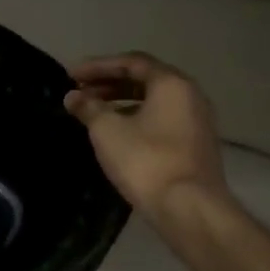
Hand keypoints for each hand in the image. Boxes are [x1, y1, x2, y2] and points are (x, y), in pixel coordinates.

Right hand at [64, 53, 227, 223]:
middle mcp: (190, 95)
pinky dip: (138, 119)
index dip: (98, 66)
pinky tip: (118, 134)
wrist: (188, 208)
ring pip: (155, 102)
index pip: (131, 62)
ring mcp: (197, 121)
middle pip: (145, 80)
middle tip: (81, 92)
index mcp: (171, 83)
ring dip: (123, 102)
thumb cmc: (146, 161)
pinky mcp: (196, 146)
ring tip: (94, 113)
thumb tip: (73, 96)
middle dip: (110, 83)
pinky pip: (162, 120)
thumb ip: (89, 108)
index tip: (71, 75)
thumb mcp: (108, 131)